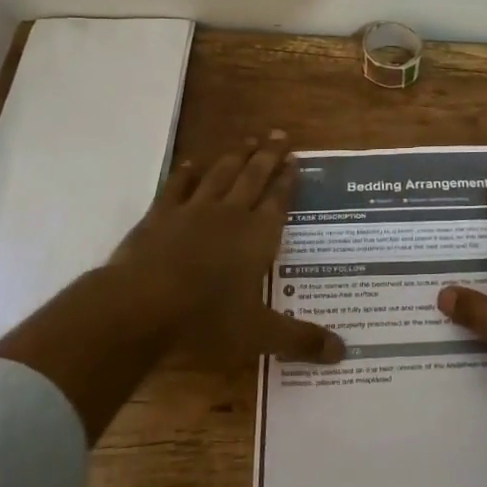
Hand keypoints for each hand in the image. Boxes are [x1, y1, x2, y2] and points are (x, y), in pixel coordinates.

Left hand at [0, 132, 341, 440]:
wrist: (142, 305)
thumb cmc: (207, 318)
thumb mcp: (260, 334)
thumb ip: (301, 339)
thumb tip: (344, 352)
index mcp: (258, 236)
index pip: (278, 200)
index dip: (288, 180)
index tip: (296, 158)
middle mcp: (230, 214)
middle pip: (253, 177)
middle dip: (268, 155)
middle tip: (279, 133)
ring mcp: (193, 211)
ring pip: (220, 174)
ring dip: (235, 155)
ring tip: (247, 137)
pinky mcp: (160, 216)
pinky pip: (176, 187)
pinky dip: (185, 174)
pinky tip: (190, 163)